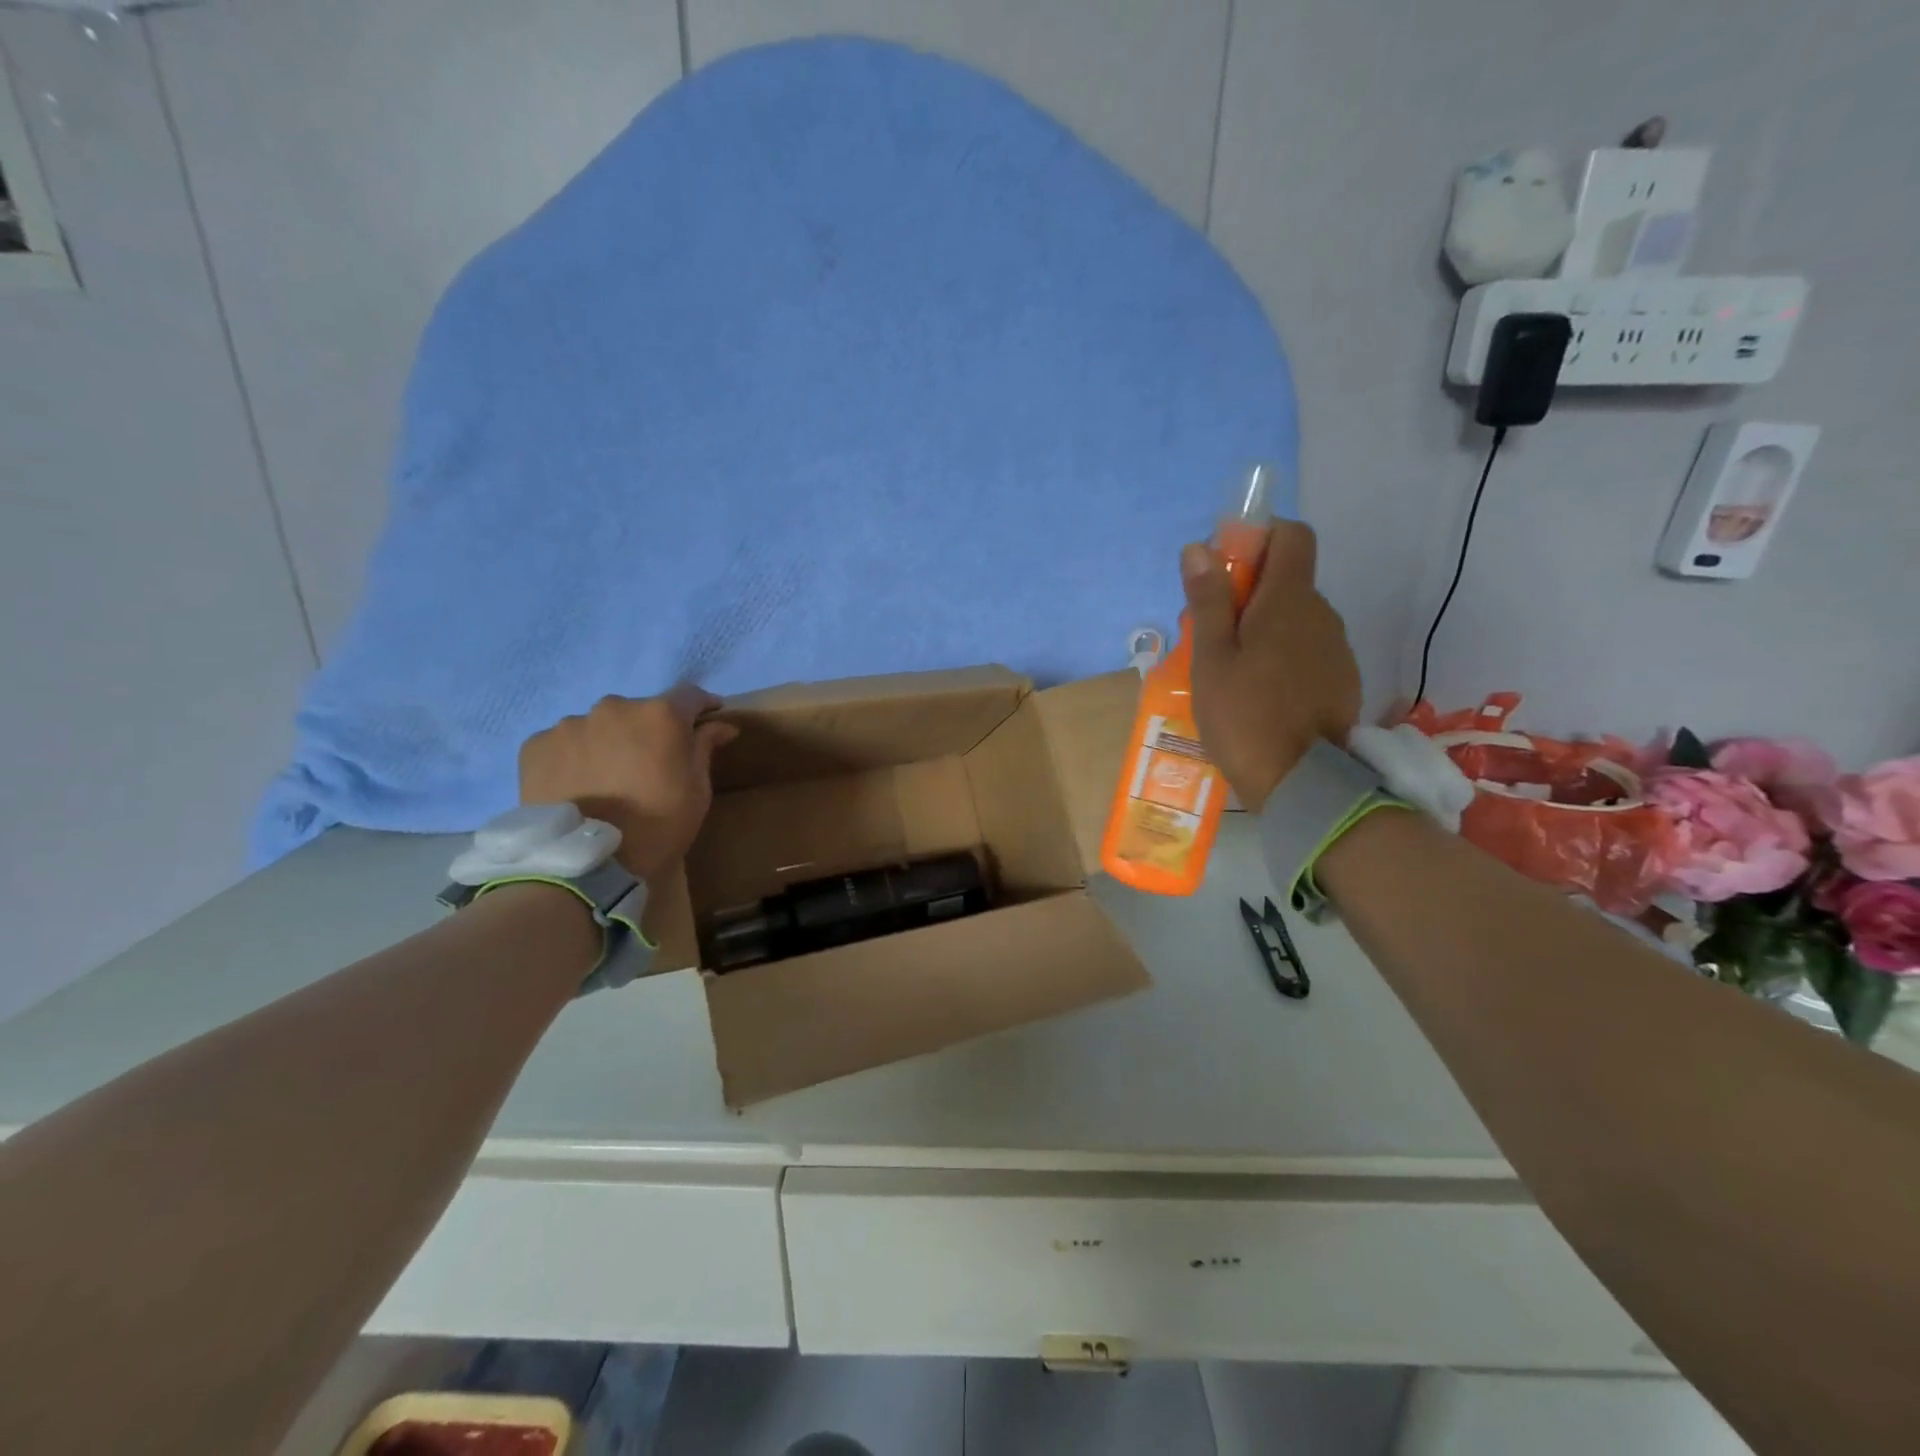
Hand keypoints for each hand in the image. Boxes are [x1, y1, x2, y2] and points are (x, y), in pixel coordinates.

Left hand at [518, 685, 739, 882]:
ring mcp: (570, 724)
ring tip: (608, 778)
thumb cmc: (658, 826)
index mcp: (660, 714)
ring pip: (599, 726)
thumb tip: (720, 725)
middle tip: (651, 763)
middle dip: (649, 730)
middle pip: (639, 711)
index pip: (689, 696)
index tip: (709, 720)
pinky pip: (564, 744)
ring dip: (609, 742)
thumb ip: (705, 747)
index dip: (703, 707)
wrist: (585, 866)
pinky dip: (575, 757)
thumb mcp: (697, 790)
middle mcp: (614, 707)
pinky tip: (578, 785)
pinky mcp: (536, 746)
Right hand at [1182, 521, 1361, 810]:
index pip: (1292, 535)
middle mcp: (1322, 614)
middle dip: (1249, 593)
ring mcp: (1336, 648)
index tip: (1226, 569)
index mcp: (1290, 601)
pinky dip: (1282, 656)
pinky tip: (1259, 695)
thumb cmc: (1245, 716)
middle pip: (1288, 580)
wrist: (1303, 784)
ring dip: (1264, 628)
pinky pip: (1307, 649)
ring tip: (1231, 672)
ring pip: (1296, 618)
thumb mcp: (1212, 659)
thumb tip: (1199, 548)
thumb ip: (1209, 602)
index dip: (1259, 538)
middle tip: (1211, 635)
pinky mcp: (1341, 679)